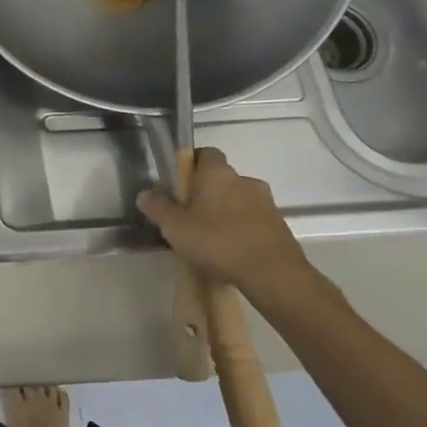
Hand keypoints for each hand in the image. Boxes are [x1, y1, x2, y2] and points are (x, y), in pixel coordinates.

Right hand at [137, 147, 306, 295]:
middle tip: (188, 215)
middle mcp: (244, 180)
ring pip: (238, 201)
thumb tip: (146, 192)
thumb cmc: (217, 241)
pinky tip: (230, 252)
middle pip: (221, 179)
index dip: (190, 164)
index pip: (204, 153)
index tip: (177, 184)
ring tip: (210, 238)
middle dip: (206, 193)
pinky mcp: (280, 226)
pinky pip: (253, 221)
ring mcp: (266, 203)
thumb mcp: (173, 226)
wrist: (273, 274)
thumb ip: (157, 206)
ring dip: (225, 213)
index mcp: (217, 172)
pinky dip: (241, 230)